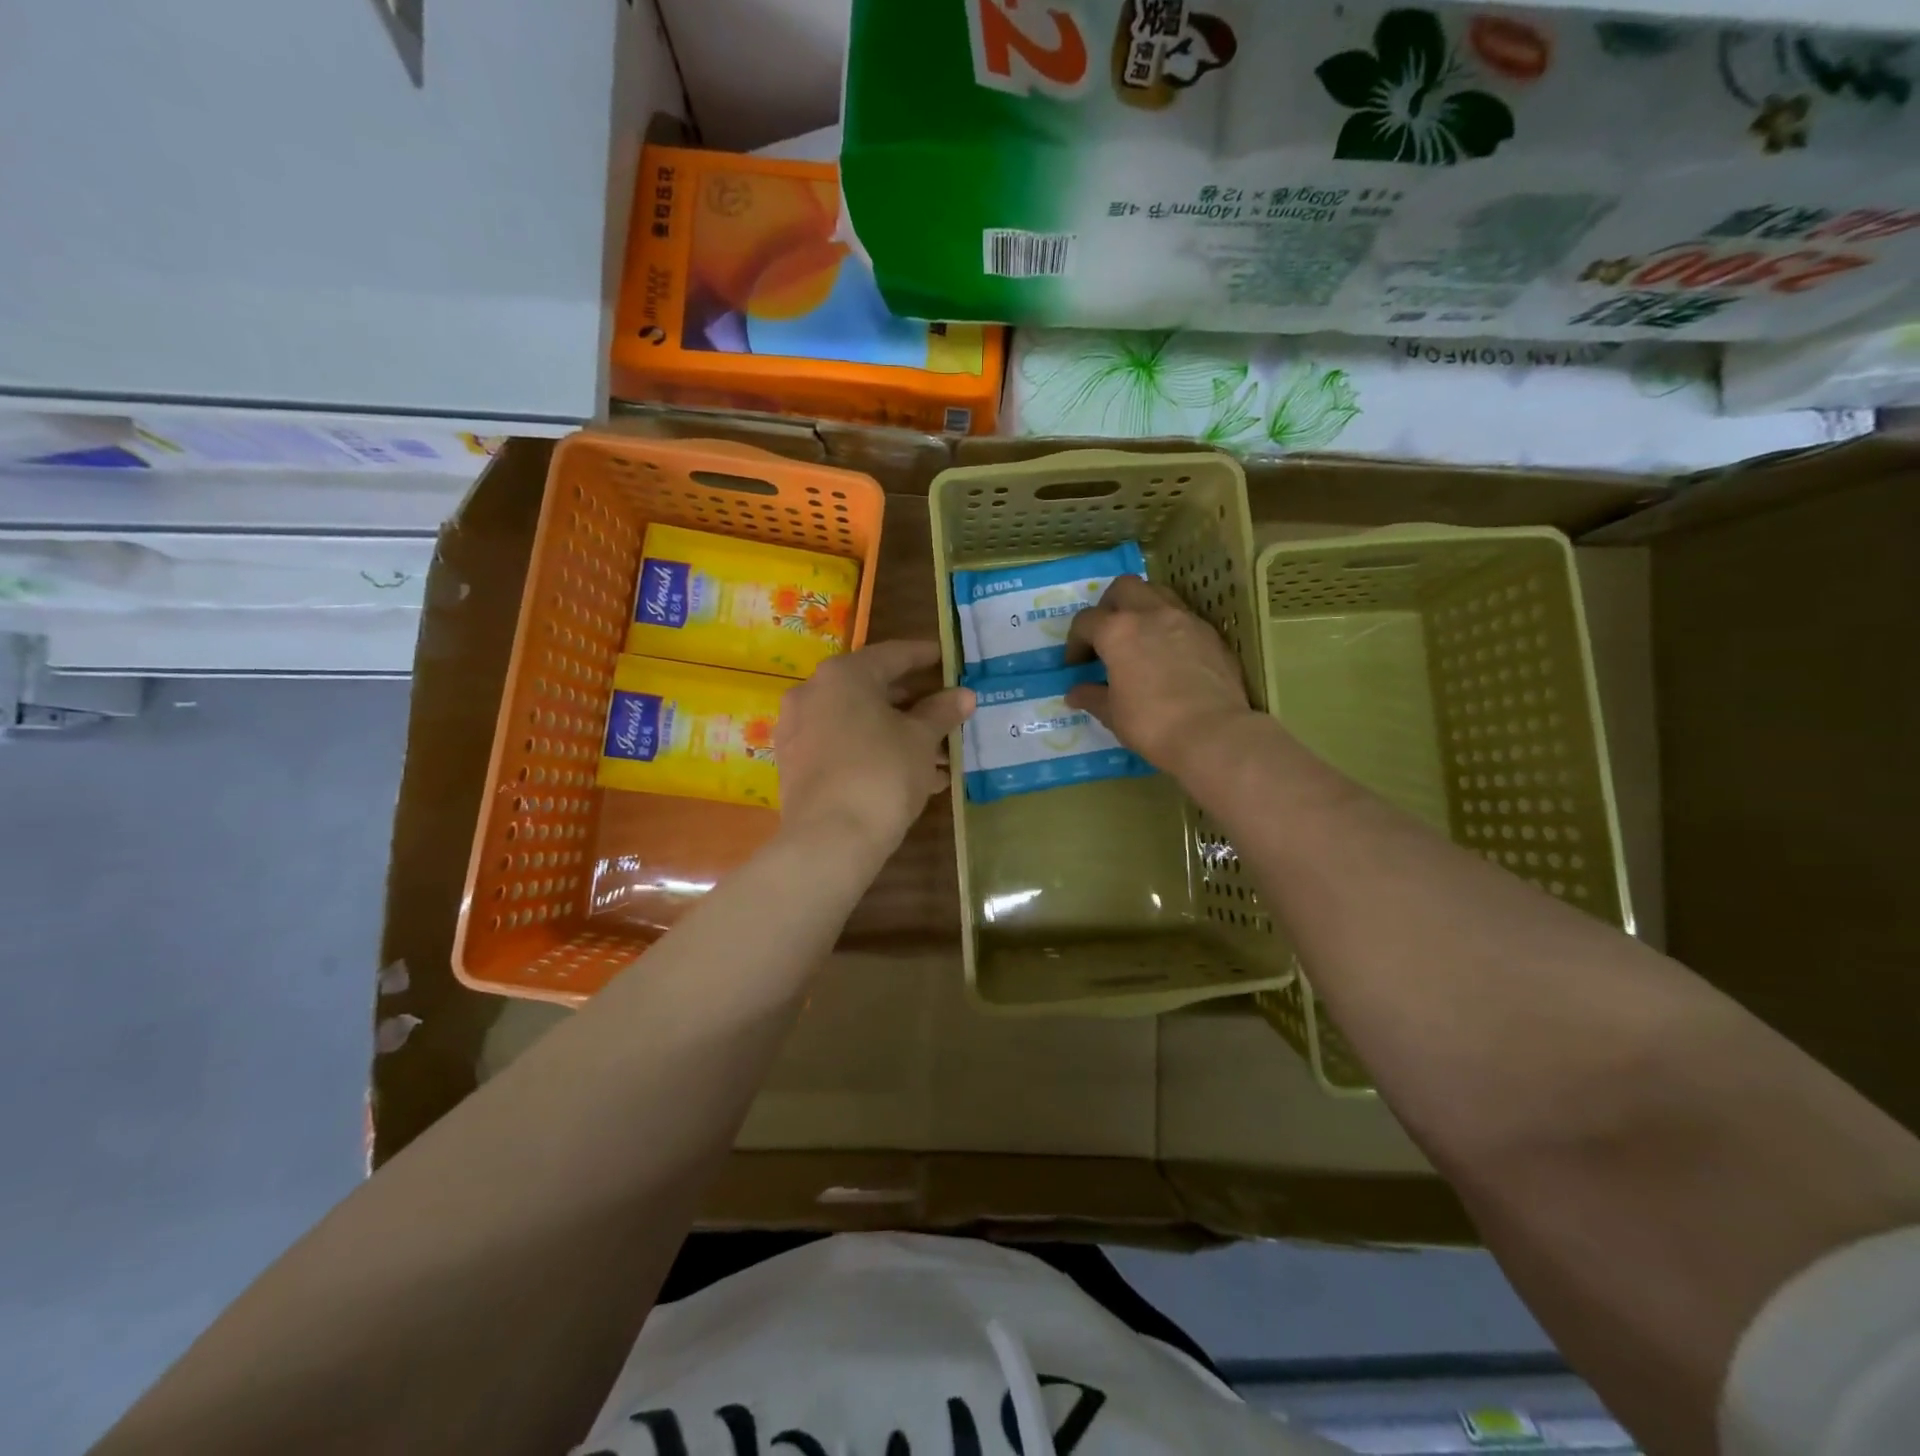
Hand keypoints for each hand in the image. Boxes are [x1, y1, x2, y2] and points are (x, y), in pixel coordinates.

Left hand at [776, 640, 973, 856]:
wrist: (830, 840)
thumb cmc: (883, 773)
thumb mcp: (922, 739)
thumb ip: (942, 711)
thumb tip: (963, 695)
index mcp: (843, 674)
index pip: (894, 654)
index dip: (926, 656)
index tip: (949, 658)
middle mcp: (813, 693)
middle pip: (873, 689)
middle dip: (915, 704)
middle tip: (947, 712)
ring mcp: (799, 730)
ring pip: (859, 722)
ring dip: (899, 733)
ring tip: (941, 755)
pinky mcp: (796, 765)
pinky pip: (843, 748)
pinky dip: (875, 753)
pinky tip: (912, 777)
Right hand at [1065, 575, 1256, 774]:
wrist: (1212, 733)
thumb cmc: (1151, 723)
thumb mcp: (1112, 714)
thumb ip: (1092, 697)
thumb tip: (1075, 693)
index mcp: (1118, 631)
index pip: (1086, 621)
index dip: (1075, 642)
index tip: (1076, 665)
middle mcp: (1151, 614)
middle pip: (1123, 588)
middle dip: (1109, 607)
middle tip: (1107, 636)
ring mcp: (1185, 619)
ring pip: (1157, 593)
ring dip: (1142, 608)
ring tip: (1139, 637)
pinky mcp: (1210, 633)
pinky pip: (1183, 616)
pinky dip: (1169, 626)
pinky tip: (1169, 654)